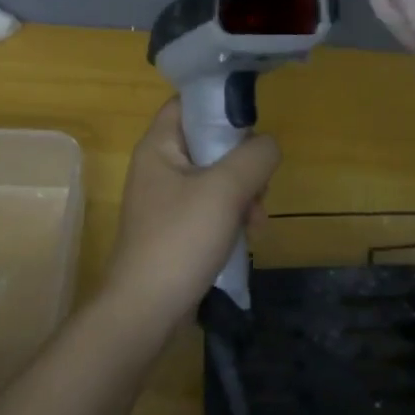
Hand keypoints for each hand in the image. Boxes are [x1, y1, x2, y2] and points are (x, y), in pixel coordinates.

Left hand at [102, 100, 279, 330]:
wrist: (145, 311)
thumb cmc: (180, 239)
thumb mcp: (225, 189)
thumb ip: (254, 156)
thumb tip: (268, 146)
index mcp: (158, 146)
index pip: (188, 103)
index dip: (220, 104)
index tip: (253, 122)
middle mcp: (159, 166)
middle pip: (210, 142)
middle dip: (243, 161)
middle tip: (260, 185)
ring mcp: (167, 200)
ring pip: (216, 177)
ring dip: (244, 193)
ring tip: (257, 220)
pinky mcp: (176, 228)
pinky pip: (211, 206)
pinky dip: (232, 215)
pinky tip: (248, 235)